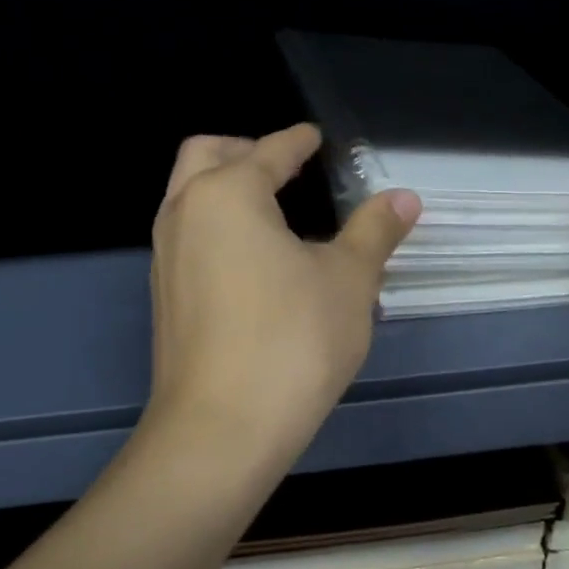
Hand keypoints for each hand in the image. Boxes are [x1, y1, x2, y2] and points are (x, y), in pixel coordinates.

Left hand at [147, 124, 420, 463]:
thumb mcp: (348, 280)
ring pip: (186, 197)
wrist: (222, 429)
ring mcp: (165, 258)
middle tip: (282, 164)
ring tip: (270, 210)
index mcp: (227, 194)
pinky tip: (250, 260)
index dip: (296, 141)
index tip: (314, 138)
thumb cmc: (292, 340)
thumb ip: (373, 231)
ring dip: (222, 187)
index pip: (267, 151)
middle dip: (242, 149)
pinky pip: (187, 238)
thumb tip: (404, 198)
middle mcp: (184, 214)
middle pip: (204, 155)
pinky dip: (214, 226)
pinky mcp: (164, 298)